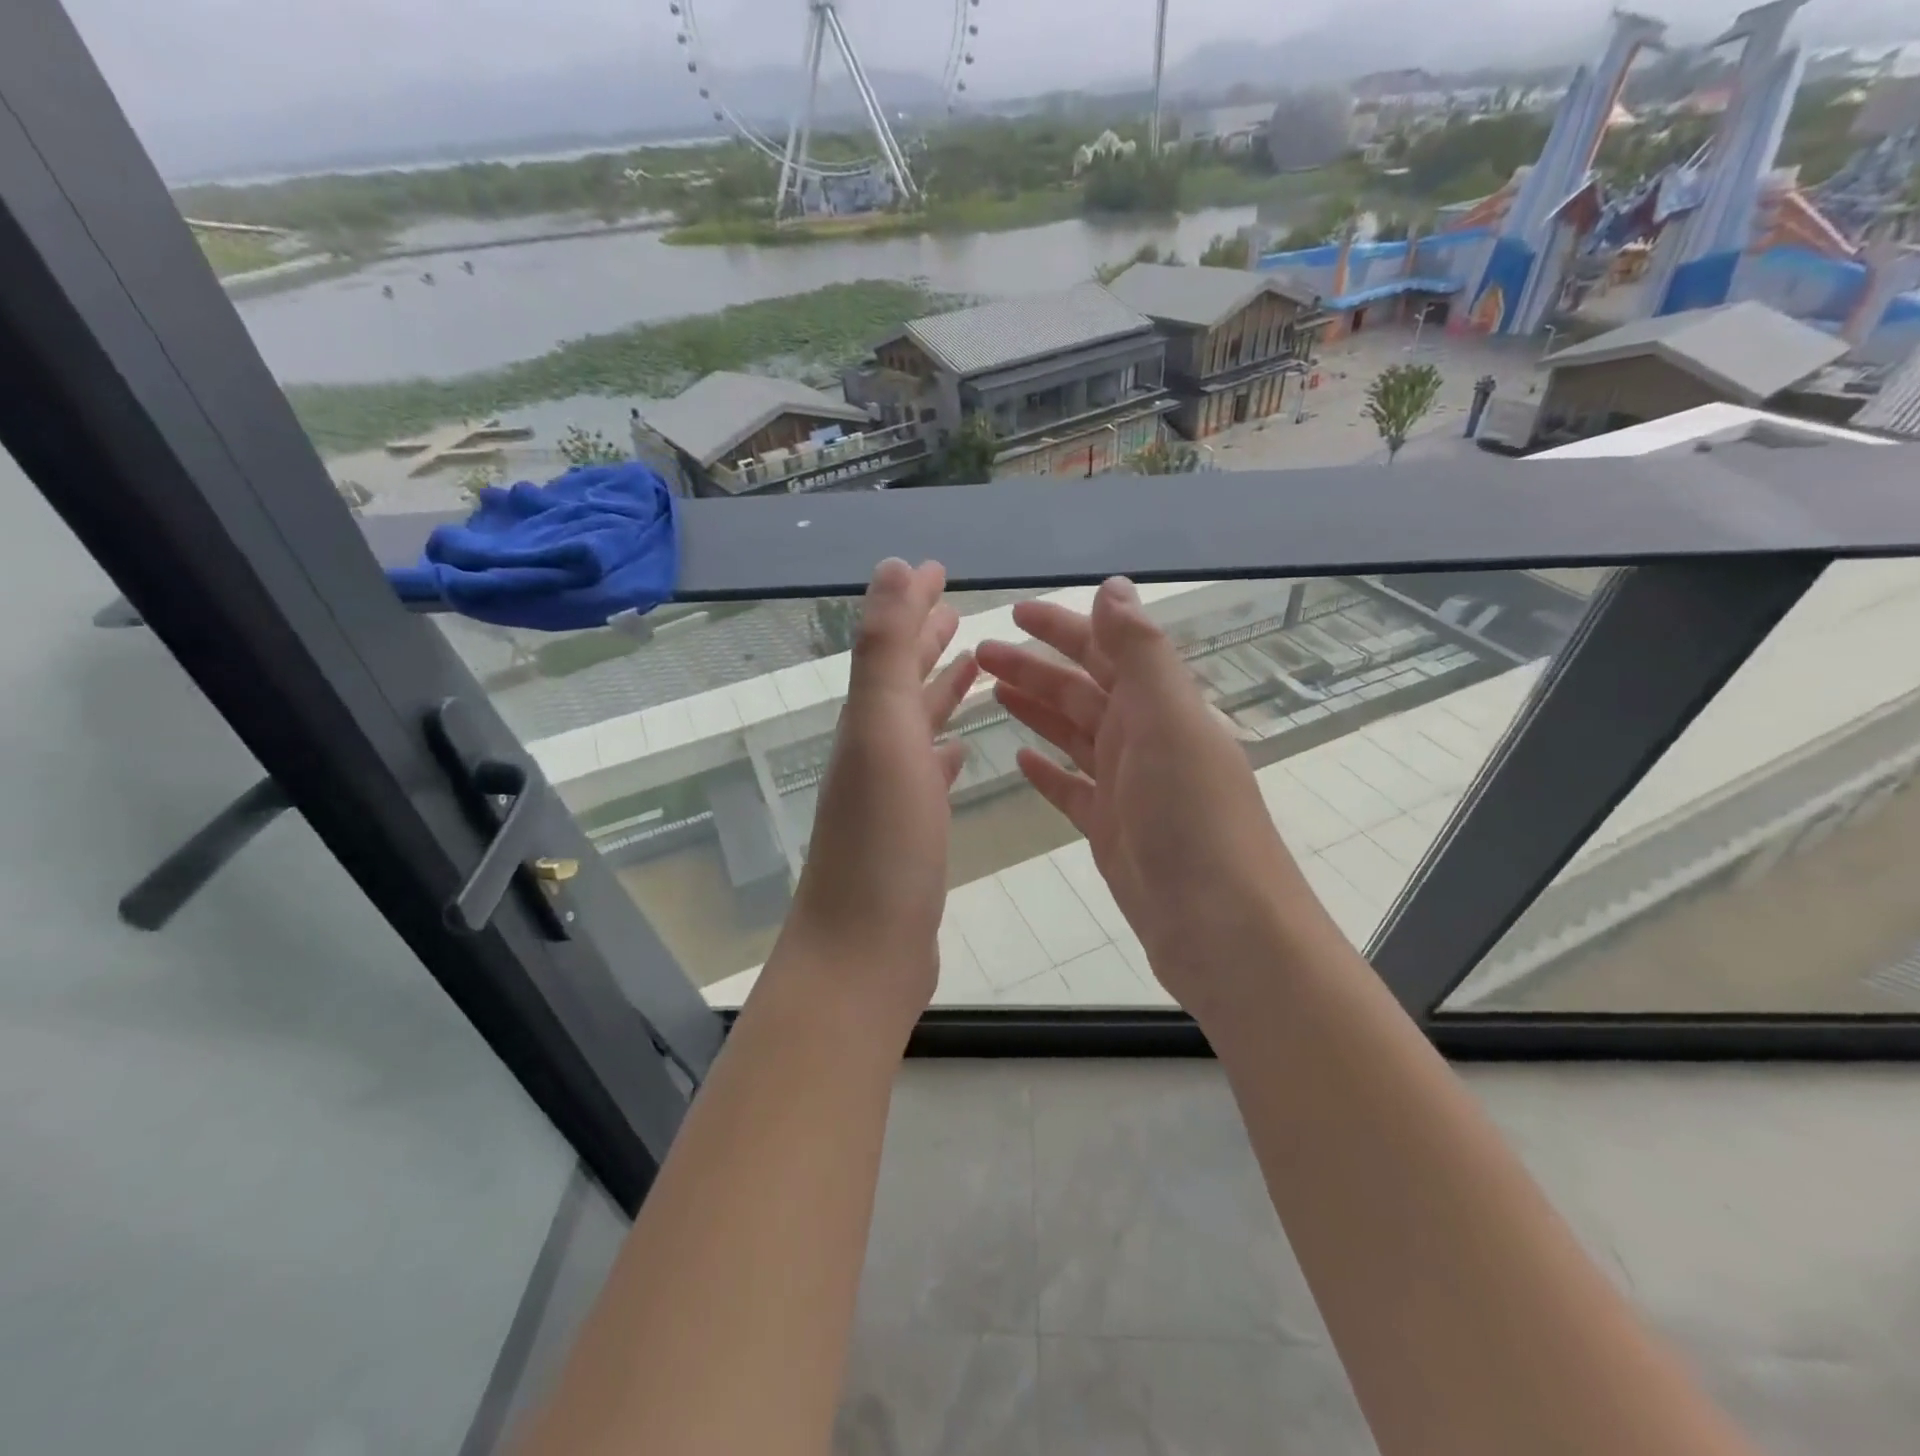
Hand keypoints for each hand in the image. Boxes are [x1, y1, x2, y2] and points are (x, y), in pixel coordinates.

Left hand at [774, 559, 977, 1036]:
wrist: (864, 951)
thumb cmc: (883, 840)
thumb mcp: (883, 730)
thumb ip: (887, 648)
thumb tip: (894, 566)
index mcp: (868, 721)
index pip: (892, 644)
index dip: (913, 603)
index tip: (940, 568)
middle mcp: (874, 750)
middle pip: (902, 682)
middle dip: (927, 642)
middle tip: (958, 611)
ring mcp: (891, 795)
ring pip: (917, 727)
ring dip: (939, 692)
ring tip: (971, 669)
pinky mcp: (911, 834)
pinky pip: (929, 777)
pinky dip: (943, 753)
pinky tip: (960, 751)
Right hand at [976, 577, 1332, 1026]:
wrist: (1223, 928)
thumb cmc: (1195, 820)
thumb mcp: (1170, 723)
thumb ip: (1141, 654)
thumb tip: (1114, 587)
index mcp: (1161, 707)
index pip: (1106, 650)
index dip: (1063, 627)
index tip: (1015, 611)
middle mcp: (1145, 739)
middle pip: (1081, 690)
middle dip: (1034, 666)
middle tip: (980, 655)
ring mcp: (1127, 787)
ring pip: (1073, 734)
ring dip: (1035, 709)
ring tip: (990, 692)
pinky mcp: (1111, 830)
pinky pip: (1072, 788)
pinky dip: (1048, 770)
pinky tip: (1021, 759)